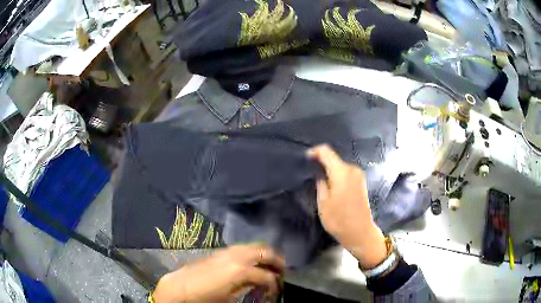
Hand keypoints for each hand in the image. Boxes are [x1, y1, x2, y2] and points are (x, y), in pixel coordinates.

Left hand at [153, 245, 284, 302]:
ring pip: (253, 246)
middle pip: (264, 252)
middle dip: (276, 260)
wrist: (180, 288)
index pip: (267, 276)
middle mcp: (237, 257)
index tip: (278, 289)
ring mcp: (227, 251)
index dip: (275, 284)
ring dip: (265, 254)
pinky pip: (242, 248)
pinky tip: (253, 261)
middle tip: (283, 270)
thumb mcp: (230, 298)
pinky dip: (252, 252)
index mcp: (241, 271)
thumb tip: (261, 285)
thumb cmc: (205, 298)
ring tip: (271, 264)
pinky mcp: (220, 252)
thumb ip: (249, 289)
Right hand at [308, 144, 386, 268]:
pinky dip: (338, 175)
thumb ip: (320, 183)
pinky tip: (332, 185)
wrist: (360, 232)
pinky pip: (346, 172)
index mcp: (341, 172)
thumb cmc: (338, 219)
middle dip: (322, 162)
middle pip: (334, 159)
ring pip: (340, 166)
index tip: (306, 157)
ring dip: (330, 170)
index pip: (326, 152)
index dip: (315, 151)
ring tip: (321, 180)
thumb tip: (319, 173)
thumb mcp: (323, 203)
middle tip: (311, 172)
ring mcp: (359, 175)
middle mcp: (352, 169)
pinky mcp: (361, 182)